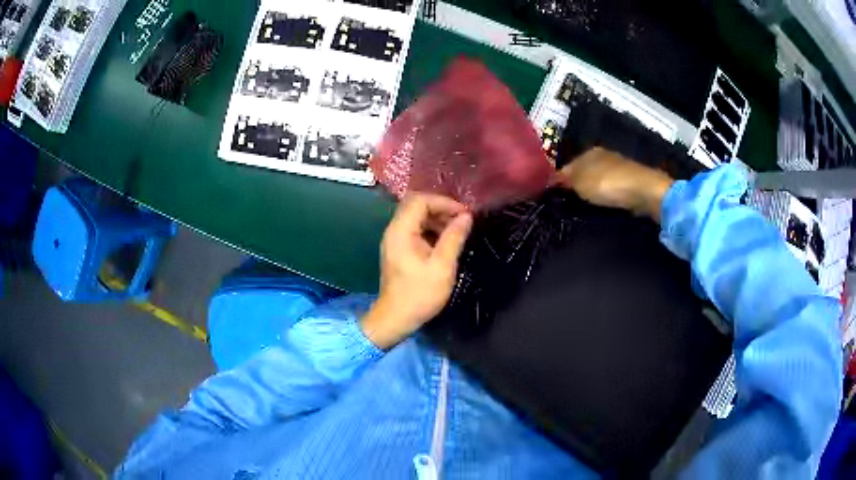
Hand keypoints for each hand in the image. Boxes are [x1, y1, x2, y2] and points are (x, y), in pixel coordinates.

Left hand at [362, 194, 472, 348]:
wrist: (396, 318)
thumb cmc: (419, 294)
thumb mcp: (442, 266)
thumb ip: (454, 238)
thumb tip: (466, 217)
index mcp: (401, 231)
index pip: (421, 201)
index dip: (444, 202)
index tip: (464, 214)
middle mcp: (394, 231)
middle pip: (417, 206)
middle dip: (442, 209)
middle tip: (463, 221)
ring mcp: (395, 240)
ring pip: (417, 218)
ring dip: (438, 220)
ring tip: (458, 232)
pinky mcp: (399, 250)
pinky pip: (415, 230)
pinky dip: (431, 231)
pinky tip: (446, 243)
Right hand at [555, 147, 673, 221]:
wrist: (644, 191)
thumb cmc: (608, 184)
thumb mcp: (579, 182)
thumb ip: (564, 180)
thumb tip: (547, 178)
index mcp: (589, 152)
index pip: (568, 165)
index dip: (560, 180)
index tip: (554, 197)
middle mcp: (603, 156)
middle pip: (584, 171)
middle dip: (577, 185)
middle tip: (569, 204)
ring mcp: (619, 167)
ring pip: (599, 179)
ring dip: (593, 191)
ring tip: (585, 207)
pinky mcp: (631, 181)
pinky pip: (612, 188)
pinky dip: (607, 195)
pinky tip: (604, 204)